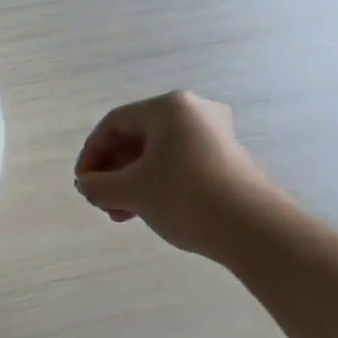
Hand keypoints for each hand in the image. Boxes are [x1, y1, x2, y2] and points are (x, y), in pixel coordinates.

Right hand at [74, 91, 278, 257]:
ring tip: (121, 214)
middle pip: (137, 138)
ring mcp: (215, 135)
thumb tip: (87, 185)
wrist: (254, 230)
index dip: (91, 154)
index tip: (83, 184)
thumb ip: (98, 185)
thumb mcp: (131, 191)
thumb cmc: (184, 196)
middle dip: (113, 172)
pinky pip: (179, 163)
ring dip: (132, 182)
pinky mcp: (228, 159)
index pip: (114, 124)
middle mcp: (193, 111)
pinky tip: (148, 211)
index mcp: (168, 107)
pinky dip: (157, 183)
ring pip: (158, 154)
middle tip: (101, 200)